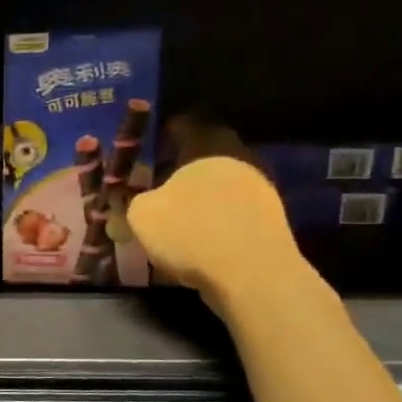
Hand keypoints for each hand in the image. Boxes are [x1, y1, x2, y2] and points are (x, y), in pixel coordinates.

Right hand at [126, 117, 303, 309]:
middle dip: (185, 165)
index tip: (152, 143)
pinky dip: (217, 217)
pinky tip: (200, 236)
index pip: (186, 125)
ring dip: (203, 194)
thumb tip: (131, 202)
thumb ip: (132, 201)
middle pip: (208, 154)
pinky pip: (235, 210)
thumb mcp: (142, 215)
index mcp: (208, 147)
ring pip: (223, 183)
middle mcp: (239, 159)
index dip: (166, 132)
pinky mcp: (271, 222)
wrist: (252, 275)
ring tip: (179, 212)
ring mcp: (260, 191)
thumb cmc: (191, 232)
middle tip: (161, 179)